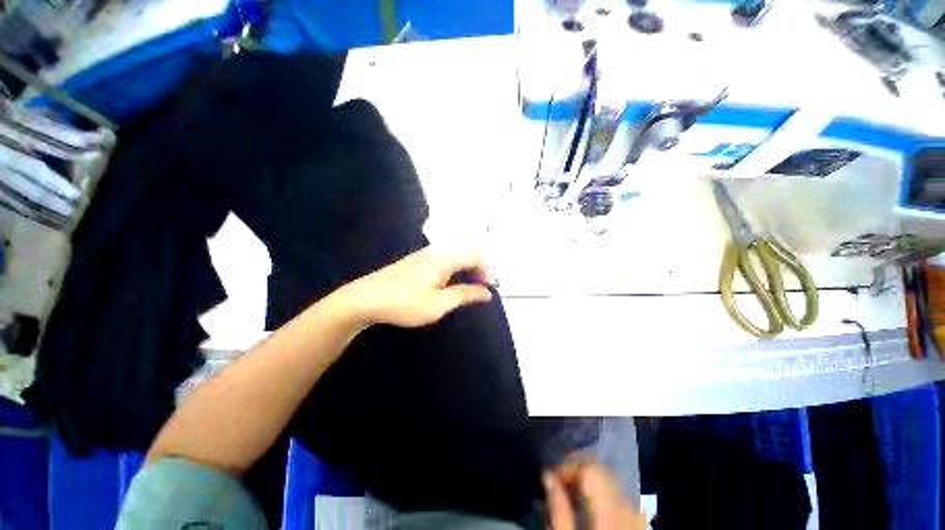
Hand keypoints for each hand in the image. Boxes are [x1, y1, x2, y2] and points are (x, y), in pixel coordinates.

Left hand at [340, 245, 492, 327]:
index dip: (485, 270)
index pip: (474, 255)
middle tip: (476, 288)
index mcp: (444, 258)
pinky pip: (443, 258)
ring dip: (464, 268)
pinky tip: (445, 284)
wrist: (365, 299)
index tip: (485, 288)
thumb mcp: (438, 304)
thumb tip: (487, 292)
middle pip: (466, 250)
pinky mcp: (416, 261)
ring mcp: (424, 254)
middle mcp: (436, 251)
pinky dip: (452, 268)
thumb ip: (464, 295)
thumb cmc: (404, 303)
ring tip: (463, 288)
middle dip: (477, 267)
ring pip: (454, 254)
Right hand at [544, 460, 644, 529]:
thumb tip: (547, 476)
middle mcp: (627, 512)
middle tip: (559, 479)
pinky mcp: (637, 525)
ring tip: (572, 490)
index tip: (550, 474)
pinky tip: (591, 502)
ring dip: (591, 480)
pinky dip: (604, 492)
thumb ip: (558, 509)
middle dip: (579, 470)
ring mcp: (636, 519)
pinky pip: (622, 497)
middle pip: (604, 473)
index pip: (591, 471)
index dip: (569, 466)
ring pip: (614, 482)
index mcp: (608, 516)